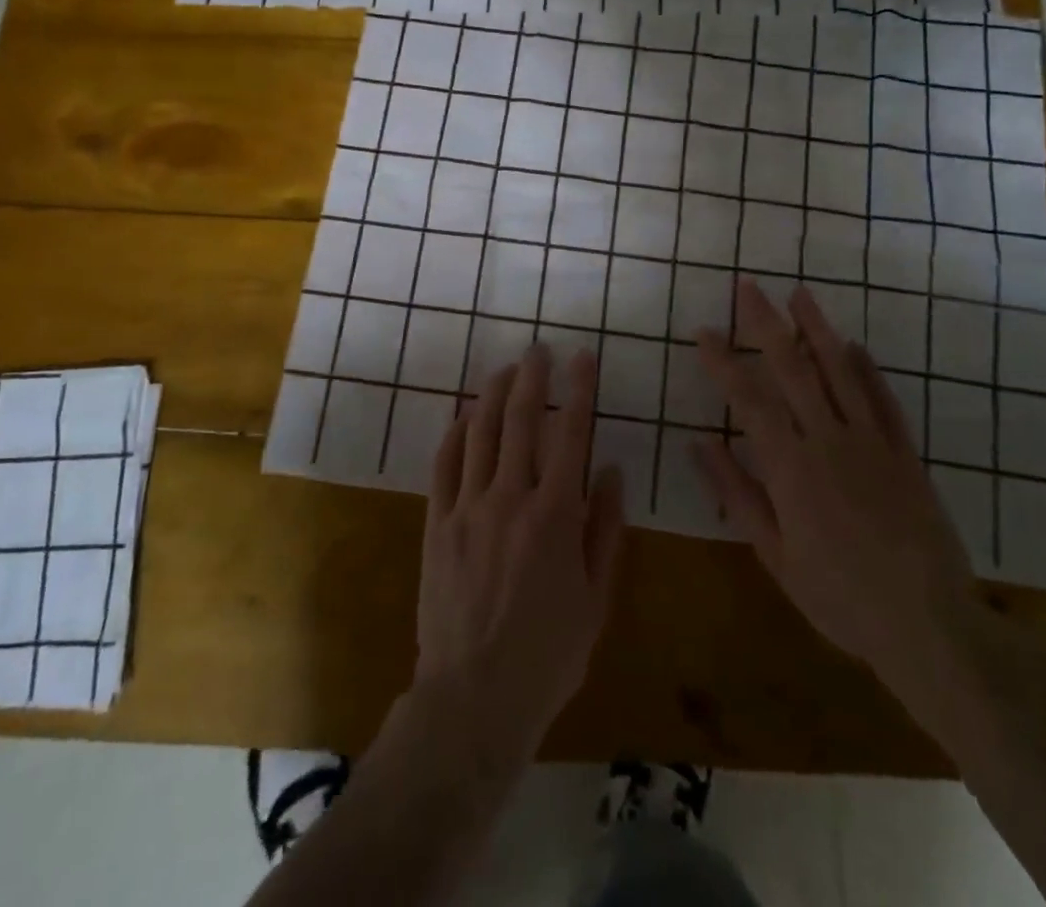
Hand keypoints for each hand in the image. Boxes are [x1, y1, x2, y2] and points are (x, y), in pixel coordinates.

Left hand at [412, 344, 625, 762]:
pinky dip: (455, 432)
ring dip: (492, 394)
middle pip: (520, 420)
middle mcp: (510, 498)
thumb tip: (608, 470)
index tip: (582, 357)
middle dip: (532, 377)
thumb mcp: (596, 598)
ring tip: (504, 369)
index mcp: (555, 515)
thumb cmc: (548, 654)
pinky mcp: (436, 523)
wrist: (474, 697)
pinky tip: (464, 416)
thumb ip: (605, 529)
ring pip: (479, 432)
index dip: (578, 390)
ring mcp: (467, 507)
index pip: (571, 434)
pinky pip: (444, 464)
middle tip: (539, 349)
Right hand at [693, 279, 986, 728]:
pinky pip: (884, 401)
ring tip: (799, 295)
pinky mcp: (905, 454)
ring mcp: (873, 444)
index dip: (724, 362)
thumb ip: (736, 493)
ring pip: (841, 372)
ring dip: (817, 330)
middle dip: (766, 324)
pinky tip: (853, 345)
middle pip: (793, 369)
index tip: (704, 331)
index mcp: (792, 468)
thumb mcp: (775, 555)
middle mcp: (830, 441)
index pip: (749, 400)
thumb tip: (698, 442)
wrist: (931, 628)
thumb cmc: (840, 598)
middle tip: (748, 287)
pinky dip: (867, 370)